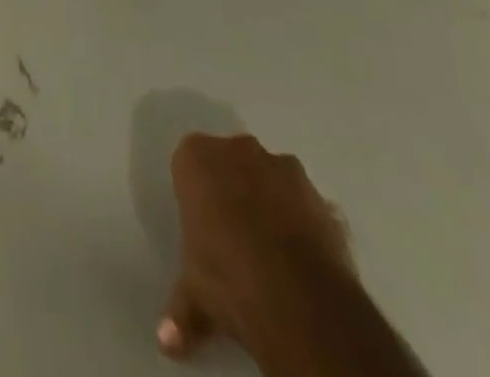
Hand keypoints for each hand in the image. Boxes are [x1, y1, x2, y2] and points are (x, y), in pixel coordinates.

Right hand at [159, 134, 353, 359]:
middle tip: (234, 238)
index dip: (196, 195)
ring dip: (272, 203)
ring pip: (272, 180)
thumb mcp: (194, 295)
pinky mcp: (323, 198)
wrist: (299, 302)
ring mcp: (284, 169)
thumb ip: (180, 307)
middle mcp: (238, 149)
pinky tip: (303, 262)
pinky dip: (305, 225)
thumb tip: (166, 341)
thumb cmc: (227, 279)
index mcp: (195, 157)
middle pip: (231, 163)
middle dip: (233, 191)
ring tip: (274, 254)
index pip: (189, 165)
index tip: (202, 228)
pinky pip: (307, 207)